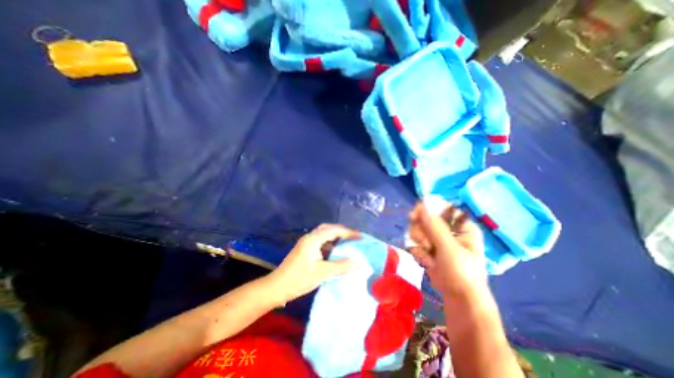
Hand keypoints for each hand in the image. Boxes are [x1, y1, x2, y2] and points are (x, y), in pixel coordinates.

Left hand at [270, 225, 362, 304]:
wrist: (277, 287)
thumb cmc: (299, 278)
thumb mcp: (323, 273)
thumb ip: (341, 266)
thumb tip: (358, 262)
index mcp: (313, 239)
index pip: (334, 230)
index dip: (349, 233)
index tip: (360, 237)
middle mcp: (309, 237)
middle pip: (328, 228)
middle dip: (342, 231)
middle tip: (353, 237)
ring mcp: (306, 243)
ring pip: (323, 234)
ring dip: (335, 237)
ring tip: (346, 242)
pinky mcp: (304, 249)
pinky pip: (320, 242)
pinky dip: (329, 244)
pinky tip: (334, 252)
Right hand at [408, 201, 487, 300]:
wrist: (459, 299)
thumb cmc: (462, 273)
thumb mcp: (449, 248)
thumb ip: (434, 226)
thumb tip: (422, 205)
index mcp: (460, 225)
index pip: (440, 207)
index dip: (427, 208)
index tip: (416, 215)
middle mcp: (448, 228)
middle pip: (424, 217)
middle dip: (421, 231)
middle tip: (425, 243)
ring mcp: (436, 238)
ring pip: (417, 229)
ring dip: (419, 242)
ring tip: (428, 256)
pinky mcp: (428, 247)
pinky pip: (414, 241)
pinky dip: (418, 251)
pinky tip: (427, 262)